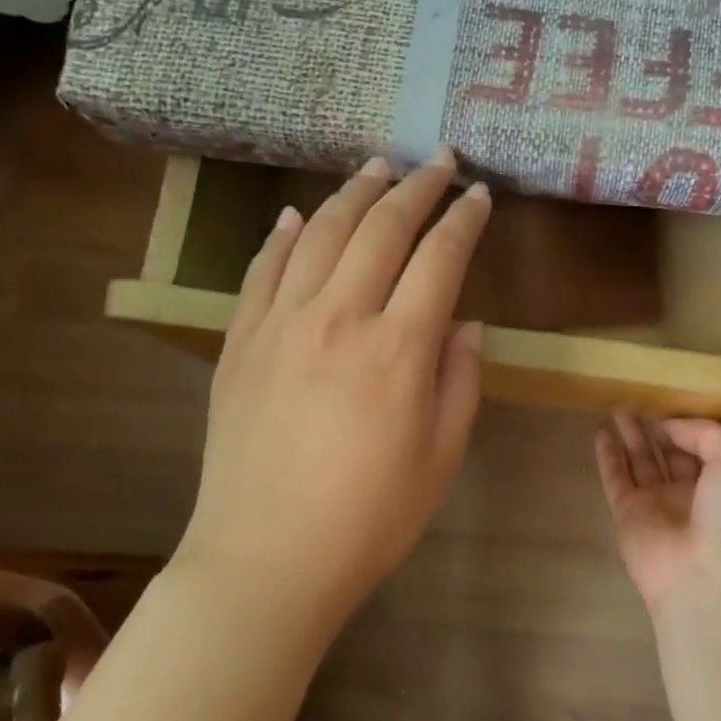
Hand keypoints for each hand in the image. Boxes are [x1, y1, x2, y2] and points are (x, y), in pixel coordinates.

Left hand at [174, 151, 489, 620]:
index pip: (440, 259)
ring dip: (355, 193)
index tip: (481, 195)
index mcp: (399, 349)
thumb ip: (460, 382)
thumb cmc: (371, 518)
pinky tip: (298, 215)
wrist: (266, 559)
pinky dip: (284, 235)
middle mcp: (340, 318)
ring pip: (321, 233)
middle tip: (439, 161)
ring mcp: (281, 324)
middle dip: (417, 187)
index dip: (464, 220)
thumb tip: (466, 325)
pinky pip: (262, 270)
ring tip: (378, 167)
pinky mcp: (240, 342)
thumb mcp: (441, 457)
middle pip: (382, 230)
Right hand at [595, 413, 720, 618]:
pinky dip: (608, 456)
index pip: (707, 444)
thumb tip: (670, 426)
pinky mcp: (628, 514)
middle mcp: (692, 492)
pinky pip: (616, 478)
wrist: (705, 581)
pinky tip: (601, 432)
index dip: (692, 422)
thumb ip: (706, 433)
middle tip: (641, 397)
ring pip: (642, 461)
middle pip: (672, 451)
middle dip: (659, 426)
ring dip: (632, 435)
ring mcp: (658, 504)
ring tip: (619, 406)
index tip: (675, 396)